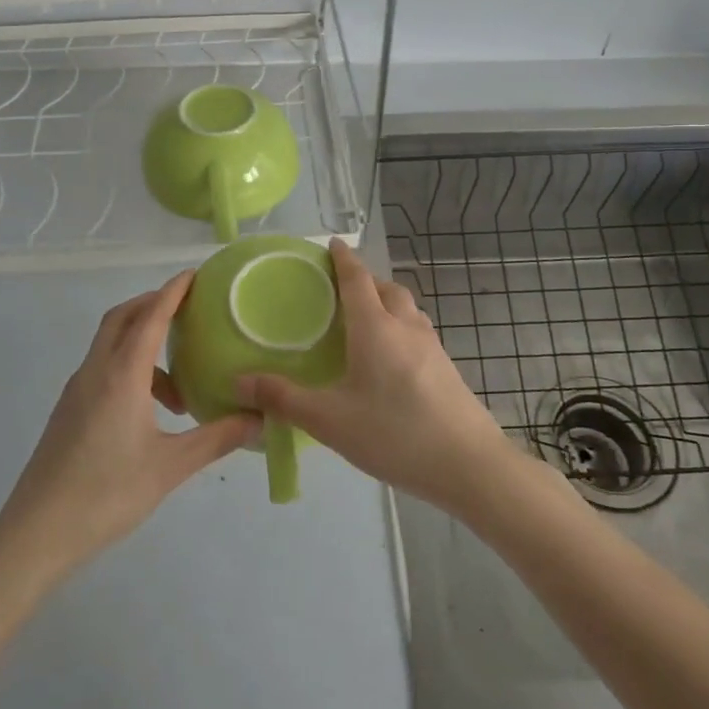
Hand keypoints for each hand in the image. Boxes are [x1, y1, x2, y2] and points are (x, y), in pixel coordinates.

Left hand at [0, 272, 259, 575]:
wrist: (36, 534)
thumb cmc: (106, 494)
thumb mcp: (170, 467)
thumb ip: (216, 438)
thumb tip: (258, 419)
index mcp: (121, 375)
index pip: (150, 317)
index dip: (172, 292)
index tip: (194, 275)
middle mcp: (95, 372)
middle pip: (122, 318)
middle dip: (153, 305)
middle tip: (188, 312)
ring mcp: (76, 390)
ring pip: (110, 345)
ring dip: (142, 344)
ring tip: (179, 387)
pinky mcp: (68, 410)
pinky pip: (102, 368)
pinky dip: (129, 367)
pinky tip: (149, 409)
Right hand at [235, 239, 517, 512]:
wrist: (469, 464)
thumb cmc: (394, 434)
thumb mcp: (330, 420)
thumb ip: (284, 398)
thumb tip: (239, 379)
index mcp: (375, 327)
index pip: (357, 278)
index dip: (343, 258)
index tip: (332, 244)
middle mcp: (406, 326)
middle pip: (386, 288)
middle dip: (364, 280)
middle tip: (340, 291)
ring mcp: (432, 346)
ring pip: (407, 308)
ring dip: (386, 302)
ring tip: (365, 321)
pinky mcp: (446, 367)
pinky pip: (418, 330)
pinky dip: (400, 326)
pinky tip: (391, 359)